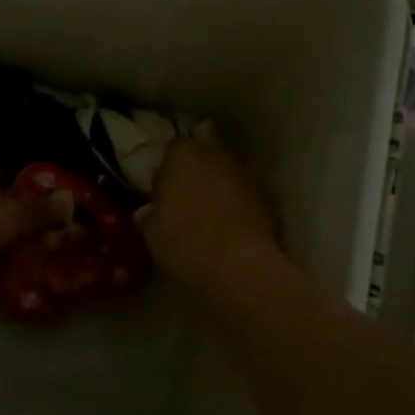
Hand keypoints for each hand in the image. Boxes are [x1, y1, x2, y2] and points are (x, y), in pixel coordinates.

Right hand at [137, 139, 279, 289]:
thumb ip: (149, 216)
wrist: (238, 263)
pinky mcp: (267, 197)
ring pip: (227, 175)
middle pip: (204, 158)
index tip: (163, 192)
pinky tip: (231, 228)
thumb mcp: (152, 233)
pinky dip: (238, 206)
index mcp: (182, 154)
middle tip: (187, 201)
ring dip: (219, 189)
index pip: (172, 150)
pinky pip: (245, 196)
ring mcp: (245, 173)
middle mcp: (216, 154)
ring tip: (210, 217)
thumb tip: (147, 213)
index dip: (168, 171)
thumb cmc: (184, 240)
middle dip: (197, 175)